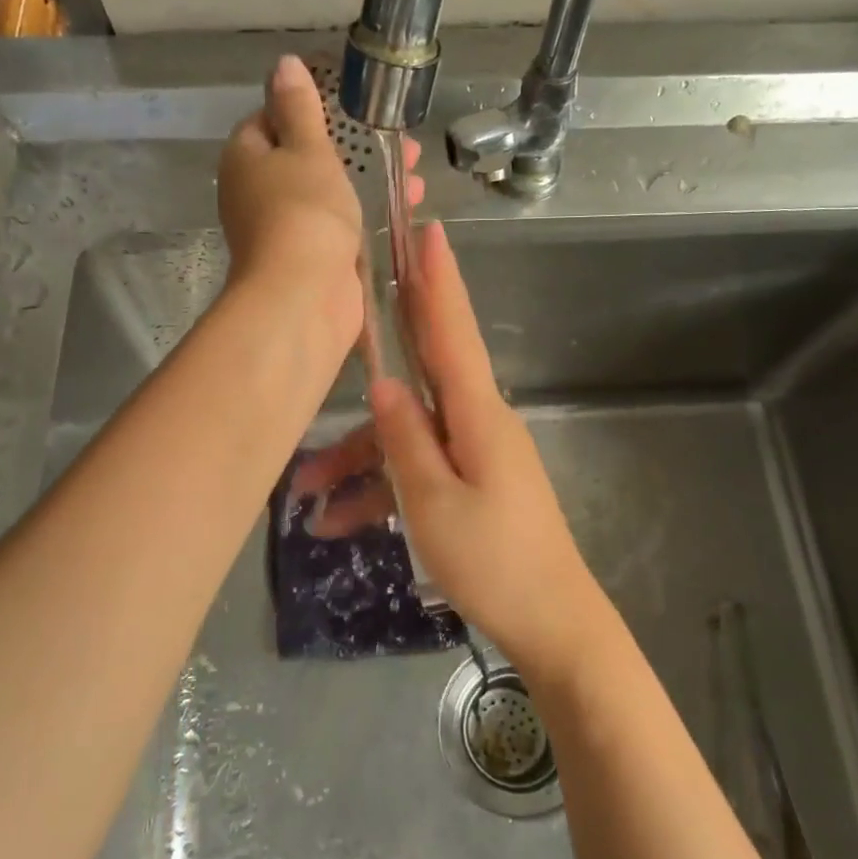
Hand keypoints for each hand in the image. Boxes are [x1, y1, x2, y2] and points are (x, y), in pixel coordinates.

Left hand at [217, 55, 418, 351]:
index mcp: (246, 158)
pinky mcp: (312, 257)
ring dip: (370, 179)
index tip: (352, 105)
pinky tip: (407, 205)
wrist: (304, 297)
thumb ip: (299, 108)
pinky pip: (341, 223)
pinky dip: (369, 212)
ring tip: (416, 171)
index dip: (310, 108)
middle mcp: (257, 192)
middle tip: (398, 138)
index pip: (270, 118)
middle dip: (354, 146)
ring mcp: (285, 228)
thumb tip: (284, 64)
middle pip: (306, 157)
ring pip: (329, 191)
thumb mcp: (306, 149)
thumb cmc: (304, 212)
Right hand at [360, 221, 609, 675]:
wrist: (552, 625)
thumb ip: (406, 440)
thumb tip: (383, 385)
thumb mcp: (434, 503)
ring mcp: (474, 453)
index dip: (438, 282)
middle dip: (390, 335)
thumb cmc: (495, 563)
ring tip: (305, 497)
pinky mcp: (469, 483)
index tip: (429, 233)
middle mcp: (477, 421)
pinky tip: (338, 524)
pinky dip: (380, 489)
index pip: (453, 332)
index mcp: (477, 415)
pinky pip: (417, 469)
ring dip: (357, 458)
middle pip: (425, 367)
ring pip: (407, 434)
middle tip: (362, 291)